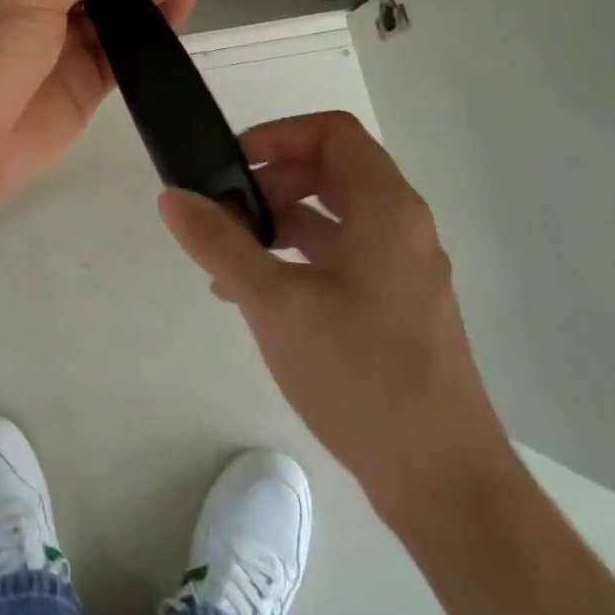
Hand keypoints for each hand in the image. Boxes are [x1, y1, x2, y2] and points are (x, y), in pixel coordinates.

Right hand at [158, 111, 513, 521]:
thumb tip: (172, 197)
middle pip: (329, 170)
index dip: (278, 134)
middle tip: (223, 212)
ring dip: (276, 221)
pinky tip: (251, 294)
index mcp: (385, 208)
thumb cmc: (360, 375)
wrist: (441, 482)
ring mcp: (399, 267)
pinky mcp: (393, 304)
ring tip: (225, 256)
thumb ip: (219, 244)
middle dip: (269, 180)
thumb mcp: (275, 303)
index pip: (333, 132)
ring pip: (331, 216)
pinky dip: (294, 257)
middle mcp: (399, 226)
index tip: (231, 163)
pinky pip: (338, 256)